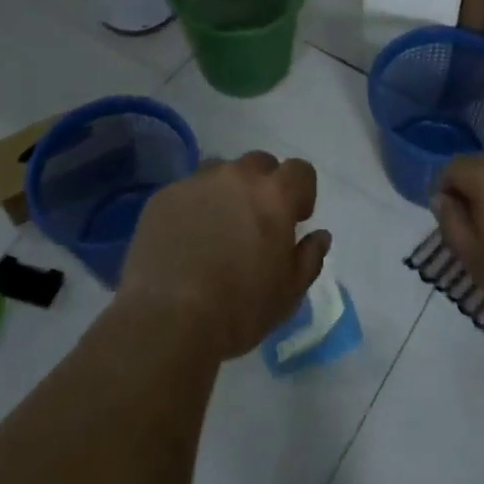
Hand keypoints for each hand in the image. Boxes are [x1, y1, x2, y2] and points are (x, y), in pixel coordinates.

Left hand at [118, 152, 331, 361]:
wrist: (168, 319)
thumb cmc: (239, 309)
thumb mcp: (289, 292)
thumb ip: (309, 256)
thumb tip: (319, 235)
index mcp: (274, 195)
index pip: (300, 170)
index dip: (302, 192)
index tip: (295, 219)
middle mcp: (236, 177)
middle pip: (259, 163)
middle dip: (264, 186)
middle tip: (256, 222)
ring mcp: (196, 182)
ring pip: (220, 171)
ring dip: (227, 191)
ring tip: (217, 227)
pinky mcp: (164, 196)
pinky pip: (187, 191)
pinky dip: (194, 206)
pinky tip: (186, 240)